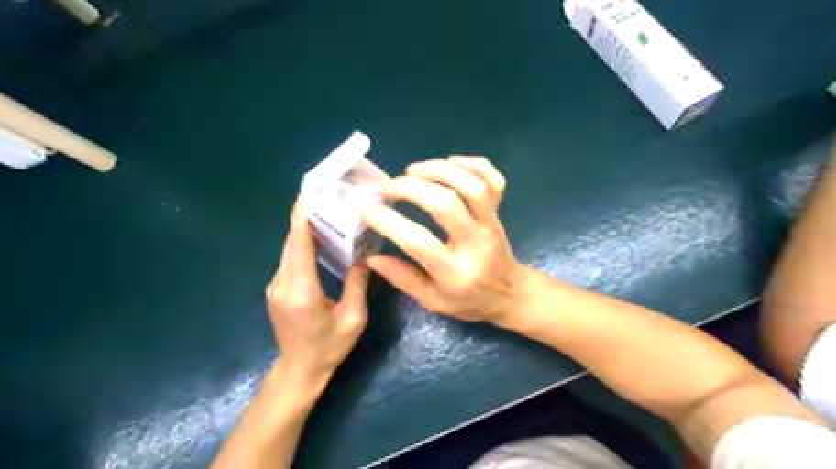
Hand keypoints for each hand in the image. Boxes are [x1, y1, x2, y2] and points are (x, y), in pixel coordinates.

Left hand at [268, 200, 371, 385]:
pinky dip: (301, 243)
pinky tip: (317, 237)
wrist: (300, 370)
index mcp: (302, 291)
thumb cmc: (329, 348)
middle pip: (291, 242)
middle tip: (325, 195)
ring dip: (303, 229)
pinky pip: (288, 259)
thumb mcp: (353, 318)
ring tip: (324, 210)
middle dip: (304, 216)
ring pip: (288, 249)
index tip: (309, 193)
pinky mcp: (276, 289)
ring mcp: (275, 286)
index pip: (299, 244)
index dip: (302, 217)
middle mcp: (282, 284)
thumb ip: (357, 284)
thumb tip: (365, 255)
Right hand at [362, 156, 524, 323]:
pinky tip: (450, 162)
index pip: (419, 242)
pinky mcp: (500, 212)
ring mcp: (491, 224)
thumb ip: (402, 279)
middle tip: (387, 186)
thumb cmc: (469, 302)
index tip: (367, 210)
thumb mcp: (433, 301)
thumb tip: (370, 257)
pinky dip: (473, 164)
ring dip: (439, 170)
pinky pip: (493, 180)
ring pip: (471, 186)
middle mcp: (476, 244)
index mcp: (456, 274)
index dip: (389, 222)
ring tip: (412, 170)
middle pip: (446, 204)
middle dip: (410, 188)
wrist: (511, 294)